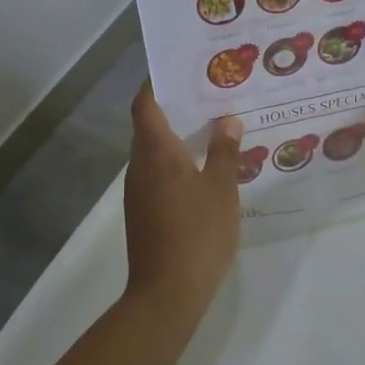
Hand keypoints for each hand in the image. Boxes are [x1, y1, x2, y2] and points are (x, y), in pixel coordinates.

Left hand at [122, 83, 242, 326]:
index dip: (156, 83)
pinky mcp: (143, 212)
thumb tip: (227, 120)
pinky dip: (176, 162)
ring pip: (154, 151)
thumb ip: (224, 152)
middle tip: (210, 95)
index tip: (180, 69)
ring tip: (214, 127)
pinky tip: (204, 169)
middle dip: (176, 107)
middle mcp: (139, 165)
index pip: (145, 104)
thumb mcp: (221, 189)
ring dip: (178, 137)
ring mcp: (138, 191)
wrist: (166, 295)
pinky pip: (157, 173)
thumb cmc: (196, 234)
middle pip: (149, 125)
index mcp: (155, 152)